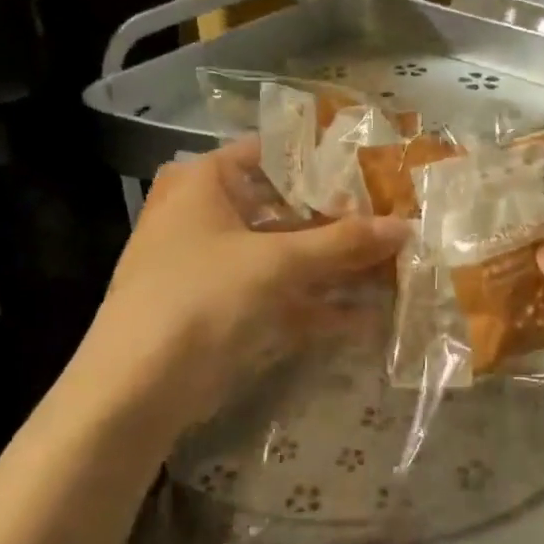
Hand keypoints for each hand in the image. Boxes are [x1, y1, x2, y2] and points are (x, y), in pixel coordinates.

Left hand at [82, 139, 409, 425]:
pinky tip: (368, 316)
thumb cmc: (200, 297)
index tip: (377, 170)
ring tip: (395, 267)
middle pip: (287, 209)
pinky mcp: (227, 310)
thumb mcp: (276, 262)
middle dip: (341, 221)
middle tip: (396, 219)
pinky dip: (320, 304)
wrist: (136, 389)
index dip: (326, 162)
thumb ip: (343, 242)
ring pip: (288, 256)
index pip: (274, 154)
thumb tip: (406, 226)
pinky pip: (282, 296)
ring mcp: (217, 266)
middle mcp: (208, 216)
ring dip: (336, 266)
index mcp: (205, 182)